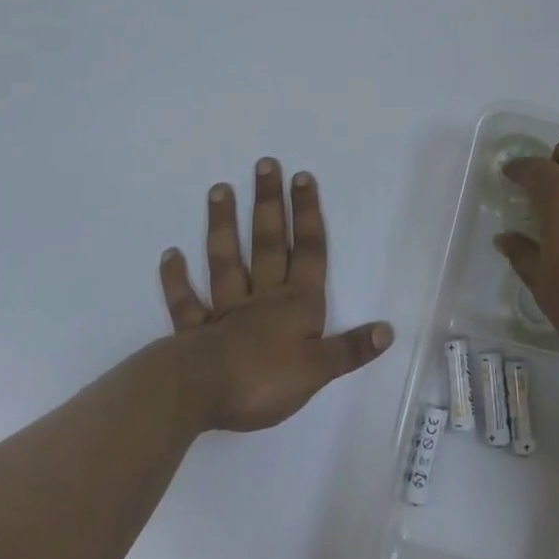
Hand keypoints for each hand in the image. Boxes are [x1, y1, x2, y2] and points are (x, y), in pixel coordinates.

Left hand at [159, 159, 391, 432]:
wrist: (202, 394)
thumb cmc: (265, 380)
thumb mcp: (318, 370)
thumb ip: (350, 349)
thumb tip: (388, 329)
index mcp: (296, 304)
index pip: (308, 251)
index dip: (307, 215)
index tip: (302, 177)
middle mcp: (263, 297)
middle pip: (268, 243)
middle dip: (269, 204)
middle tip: (264, 164)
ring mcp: (226, 311)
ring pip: (226, 260)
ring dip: (223, 225)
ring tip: (219, 189)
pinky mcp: (195, 332)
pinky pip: (186, 302)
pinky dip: (177, 279)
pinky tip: (170, 254)